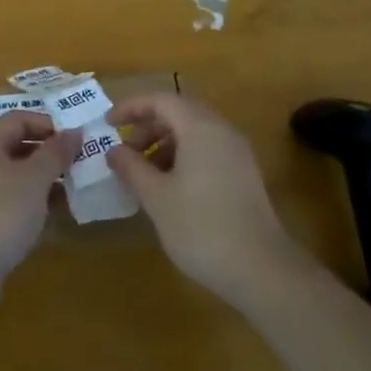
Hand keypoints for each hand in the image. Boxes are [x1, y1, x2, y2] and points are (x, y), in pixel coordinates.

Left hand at [0, 110, 73, 288]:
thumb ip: (56, 153)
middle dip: (50, 154)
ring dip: (44, 180)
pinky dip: (32, 203)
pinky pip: (9, 201)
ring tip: (75, 190)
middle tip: (81, 164)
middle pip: (17, 146)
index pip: (19, 119)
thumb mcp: (35, 179)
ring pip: (15, 176)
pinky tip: (54, 216)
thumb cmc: (0, 214)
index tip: (79, 140)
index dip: (50, 125)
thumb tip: (74, 132)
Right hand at [107, 94, 305, 308]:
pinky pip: (208, 149)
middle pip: (180, 112)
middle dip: (148, 125)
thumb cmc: (201, 228)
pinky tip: (170, 186)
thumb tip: (114, 151)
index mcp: (200, 128)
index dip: (131, 107)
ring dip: (165, 142)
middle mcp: (222, 131)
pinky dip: (184, 156)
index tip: (108, 124)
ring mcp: (237, 152)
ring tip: (144, 171)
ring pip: (195, 131)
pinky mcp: (244, 174)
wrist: (262, 269)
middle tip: (125, 149)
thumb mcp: (157, 198)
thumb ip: (132, 168)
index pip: (161, 100)